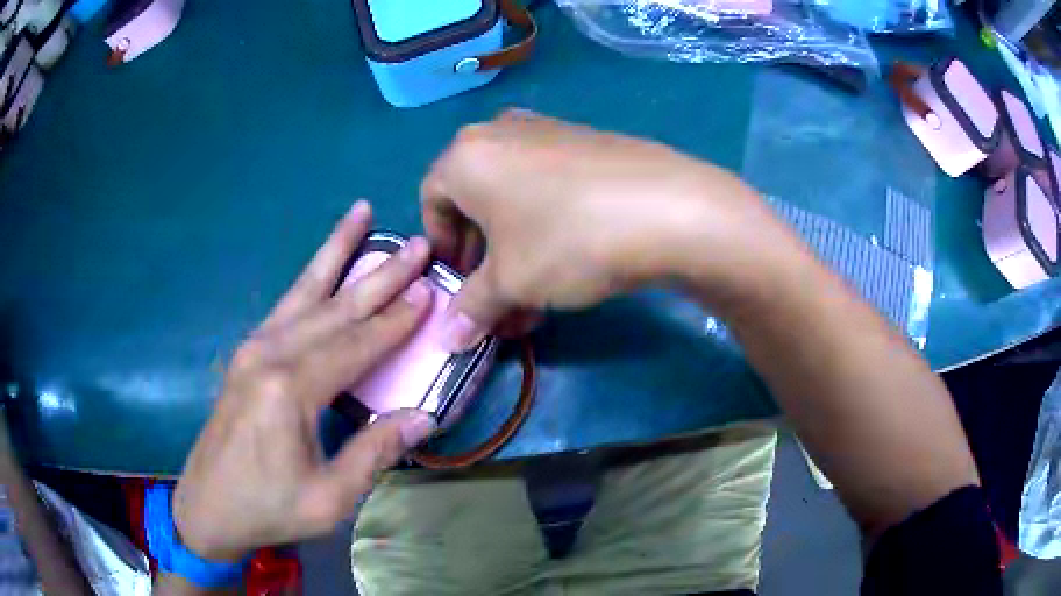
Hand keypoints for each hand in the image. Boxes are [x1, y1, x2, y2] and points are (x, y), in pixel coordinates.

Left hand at [172, 201, 437, 561]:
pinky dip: (310, 278)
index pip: (355, 345)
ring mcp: (254, 348)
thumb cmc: (269, 508)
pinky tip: (324, 264)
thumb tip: (423, 417)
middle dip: (380, 274)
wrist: (208, 507)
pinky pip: (286, 305)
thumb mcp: (329, 498)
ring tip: (361, 213)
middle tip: (418, 244)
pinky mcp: (247, 353)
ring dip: (337, 251)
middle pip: (335, 307)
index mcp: (289, 390)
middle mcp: (270, 354)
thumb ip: (373, 453)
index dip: (396, 319)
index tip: (430, 289)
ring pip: (305, 290)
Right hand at [421, 111, 782, 350]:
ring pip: (514, 197)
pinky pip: (548, 185)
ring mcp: (547, 132)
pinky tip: (570, 260)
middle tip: (498, 295)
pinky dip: (546, 223)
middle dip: (482, 256)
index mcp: (466, 155)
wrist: (667, 207)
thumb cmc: (566, 239)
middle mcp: (500, 133)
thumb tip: (448, 338)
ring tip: (536, 293)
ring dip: (515, 248)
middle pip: (474, 200)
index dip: (441, 248)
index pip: (431, 202)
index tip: (459, 284)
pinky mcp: (587, 141)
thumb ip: (472, 308)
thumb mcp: (511, 282)